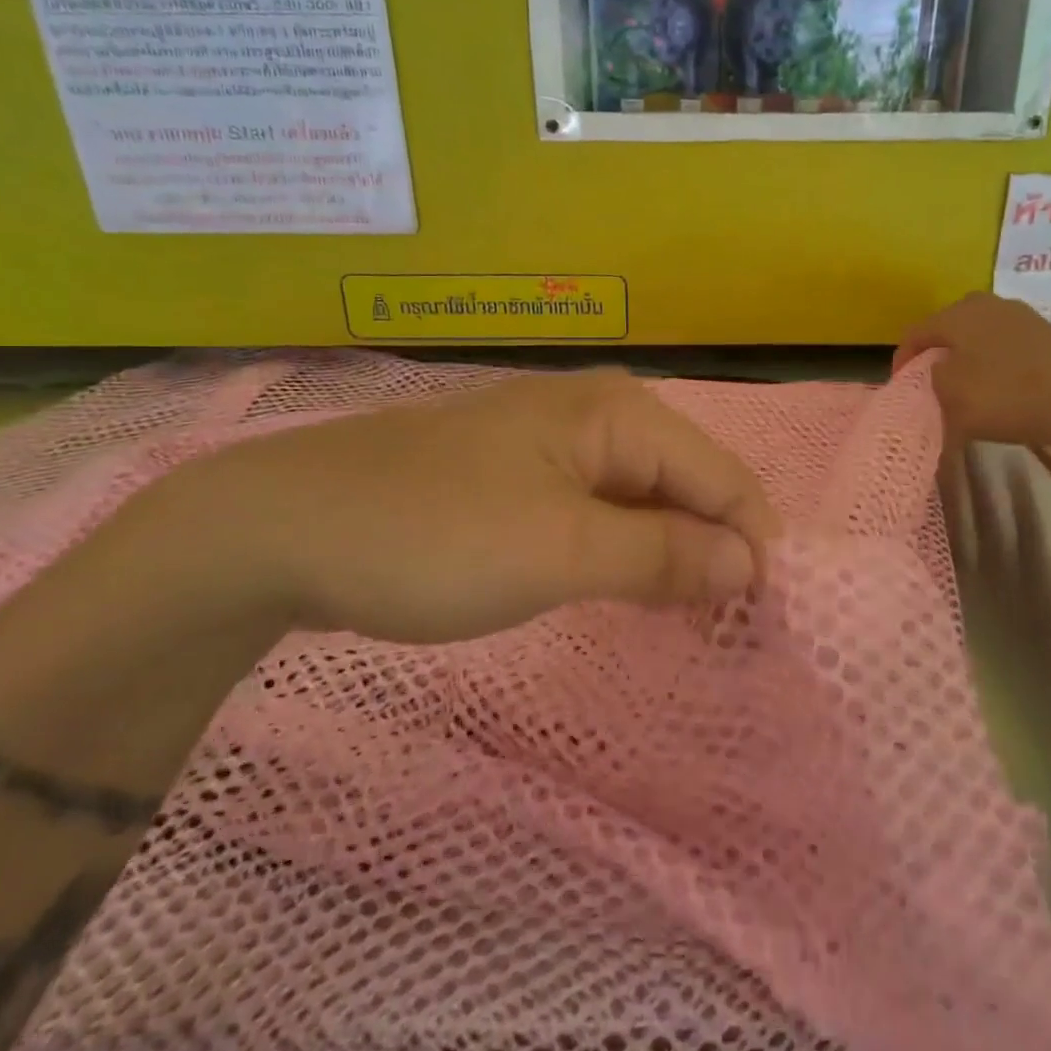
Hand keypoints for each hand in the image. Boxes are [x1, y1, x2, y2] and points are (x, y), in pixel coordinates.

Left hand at [165, 369, 780, 644]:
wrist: (283, 528)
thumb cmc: (432, 534)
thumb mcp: (559, 550)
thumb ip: (664, 553)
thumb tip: (751, 564)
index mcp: (621, 414)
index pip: (724, 478)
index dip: (754, 547)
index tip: (767, 625)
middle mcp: (602, 415)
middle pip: (691, 485)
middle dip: (718, 553)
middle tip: (733, 636)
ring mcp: (561, 444)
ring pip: (648, 501)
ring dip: (676, 558)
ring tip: (695, 624)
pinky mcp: (528, 477)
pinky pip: (604, 512)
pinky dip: (629, 553)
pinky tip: (635, 592)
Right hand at [895, 293, 1050, 449]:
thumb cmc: (1004, 395)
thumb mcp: (949, 396)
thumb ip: (931, 381)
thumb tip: (939, 373)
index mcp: (957, 313)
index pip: (915, 333)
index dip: (902, 361)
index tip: (901, 387)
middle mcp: (986, 304)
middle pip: (948, 329)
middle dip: (936, 355)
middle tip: (931, 383)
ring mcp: (1020, 316)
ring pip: (978, 336)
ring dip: (967, 358)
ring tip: (965, 386)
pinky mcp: (1046, 334)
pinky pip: (1005, 346)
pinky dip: (994, 363)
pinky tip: (999, 387)